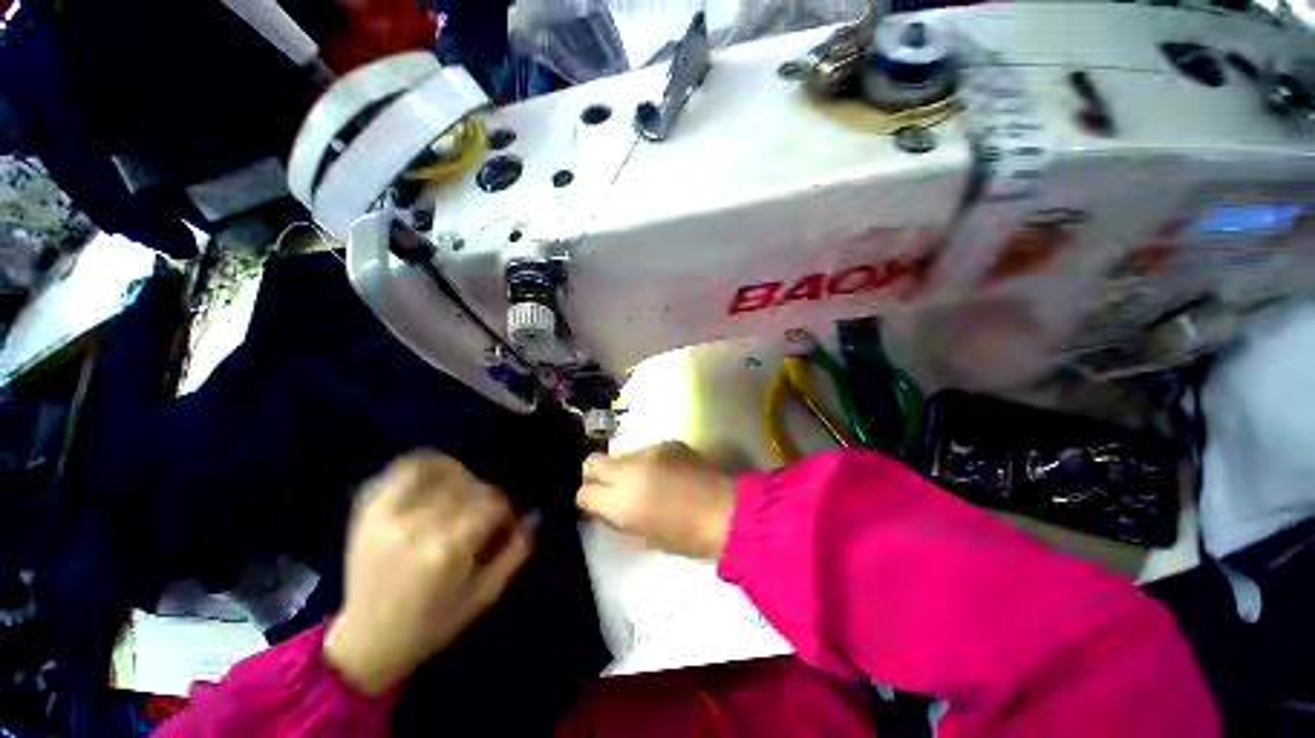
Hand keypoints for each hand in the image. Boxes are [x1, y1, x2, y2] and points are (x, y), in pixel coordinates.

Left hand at [324, 453, 531, 694]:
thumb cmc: (432, 625)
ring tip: (461, 490)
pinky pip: (398, 471)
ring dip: (457, 475)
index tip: (503, 525)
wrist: (365, 643)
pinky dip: (420, 466)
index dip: (505, 511)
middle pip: (468, 484)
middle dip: (484, 496)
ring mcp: (388, 516)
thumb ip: (515, 552)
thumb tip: (534, 515)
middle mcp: (417, 525)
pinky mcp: (368, 513)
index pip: (492, 502)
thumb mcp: (484, 596)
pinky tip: (433, 476)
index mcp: (447, 549)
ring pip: (437, 469)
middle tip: (482, 515)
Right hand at [577, 442, 734, 559]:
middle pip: (592, 461)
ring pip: (621, 455)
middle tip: (611, 488)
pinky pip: (646, 450)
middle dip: (595, 475)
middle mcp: (630, 470)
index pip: (584, 492)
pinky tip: (667, 474)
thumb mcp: (643, 537)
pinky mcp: (668, 442)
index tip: (598, 506)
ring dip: (625, 468)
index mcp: (622, 501)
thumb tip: (602, 508)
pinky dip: (648, 462)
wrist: (727, 512)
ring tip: (646, 482)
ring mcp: (650, 451)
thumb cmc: (686, 536)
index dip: (589, 500)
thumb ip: (616, 520)